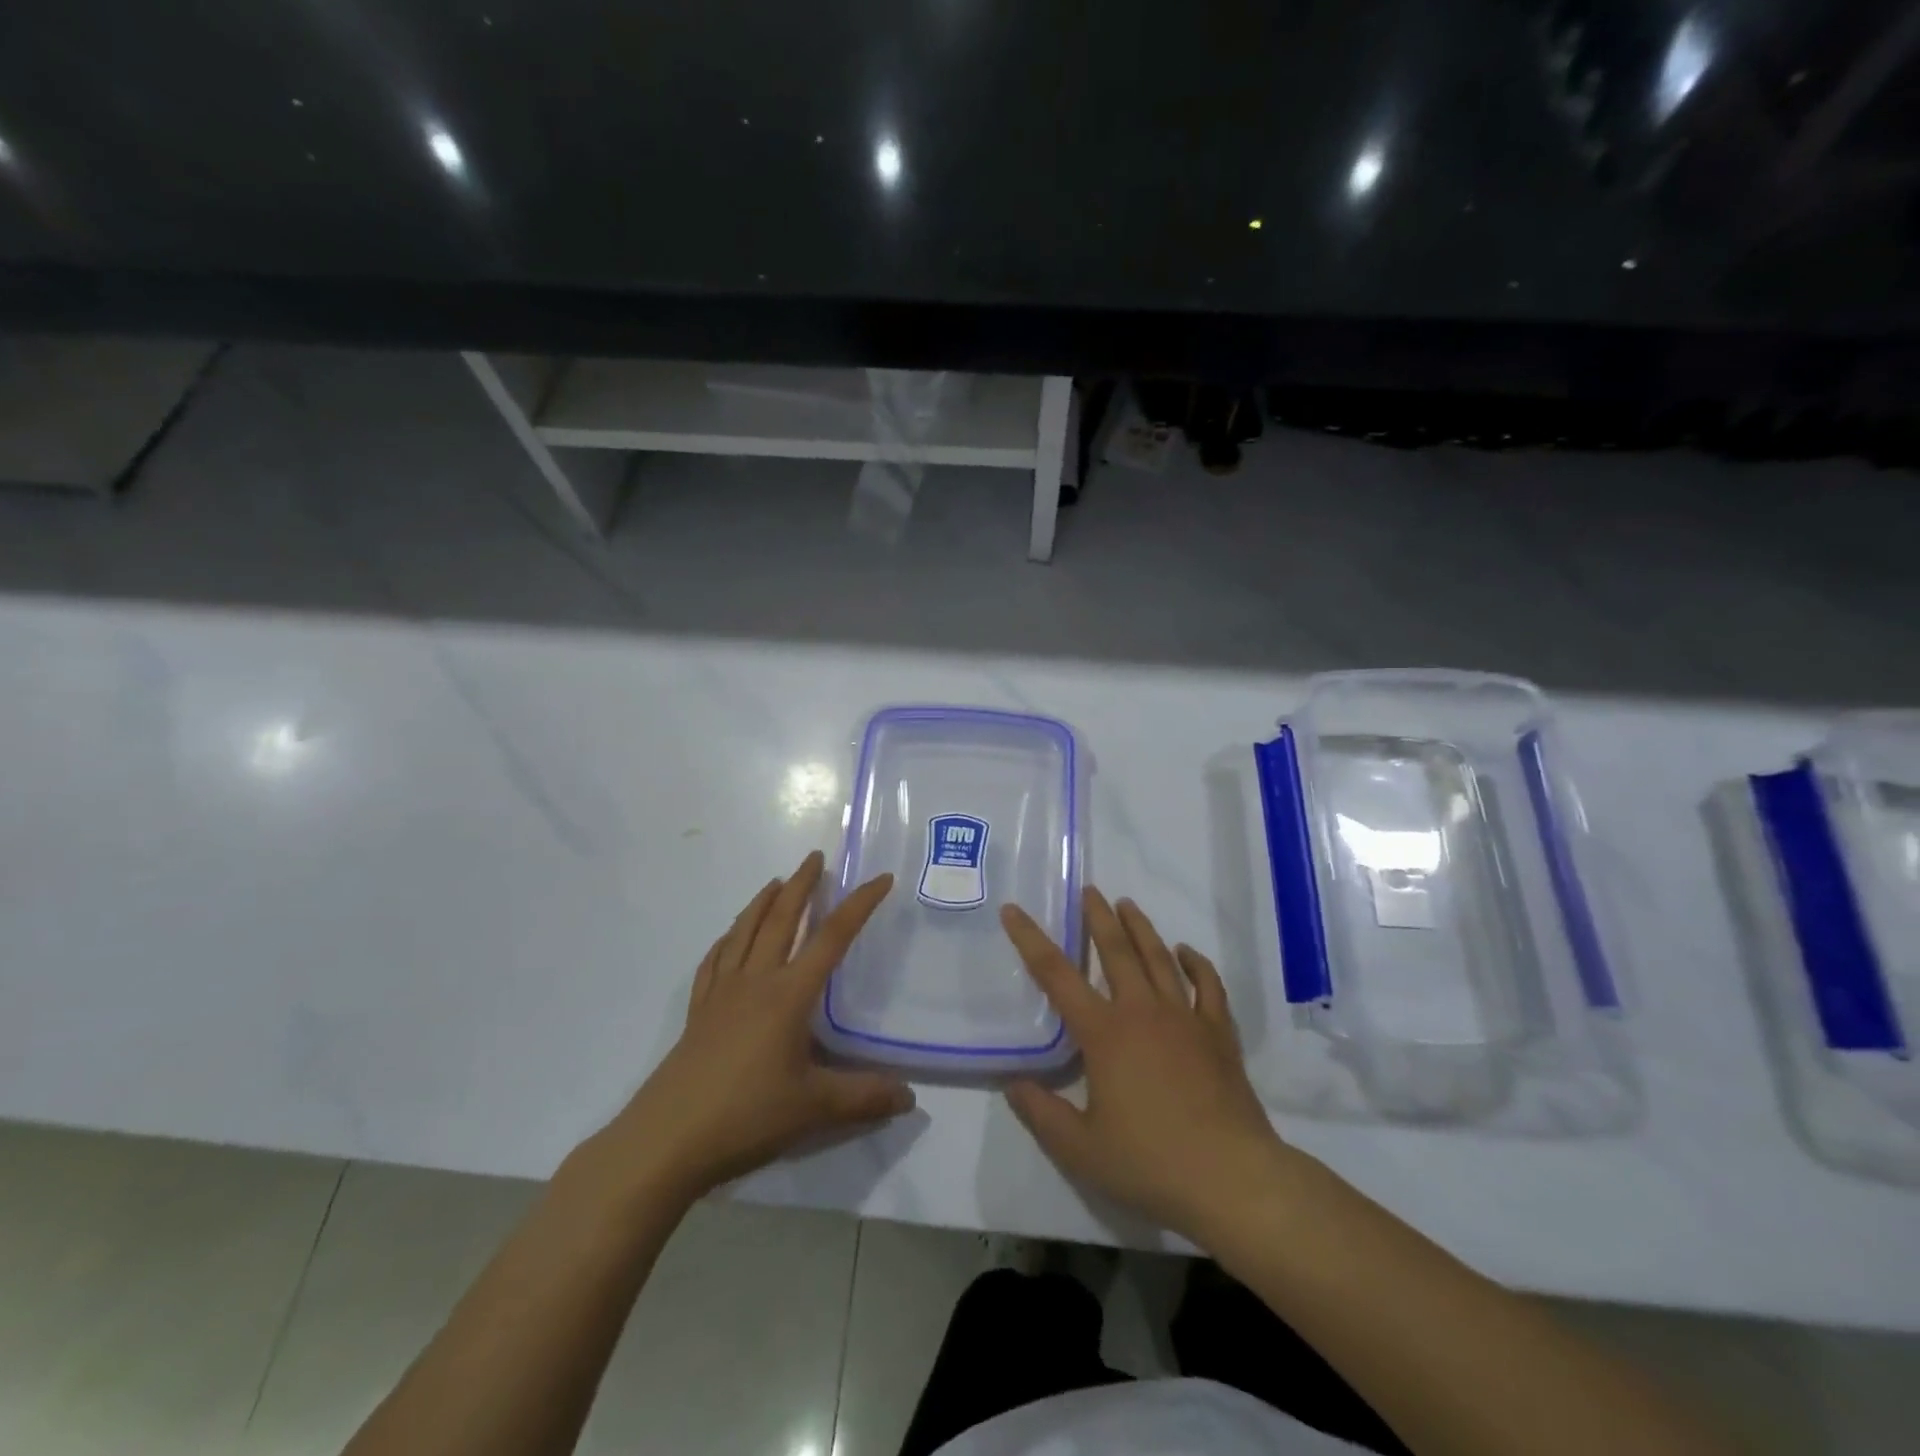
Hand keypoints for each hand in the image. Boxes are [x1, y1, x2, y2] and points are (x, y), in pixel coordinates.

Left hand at [598, 851, 913, 1204]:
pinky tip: (728, 937)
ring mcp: (721, 994)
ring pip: (744, 932)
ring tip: (776, 882)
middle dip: (801, 885)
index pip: (832, 938)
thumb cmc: (745, 1116)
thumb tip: (909, 1096)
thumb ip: (864, 1097)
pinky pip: (714, 961)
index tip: (880, 879)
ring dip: (762, 902)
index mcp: (788, 995)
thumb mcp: (814, 1109)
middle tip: (815, 857)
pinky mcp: (698, 1013)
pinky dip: (726, 939)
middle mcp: (755, 982)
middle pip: (780, 920)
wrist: (666, 1140)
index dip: (859, 905)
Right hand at [1001, 888, 1298, 1243]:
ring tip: (1127, 904)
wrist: (1231, 1177)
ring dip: (1141, 928)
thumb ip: (1041, 1114)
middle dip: (1098, 917)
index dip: (1031, 940)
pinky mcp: (1218, 1033)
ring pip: (1159, 958)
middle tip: (1089, 890)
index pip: (1056, 975)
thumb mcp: (1081, 1150)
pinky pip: (1207, 985)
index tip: (1015, 910)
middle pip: (1116, 950)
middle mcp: (1141, 1011)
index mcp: (1104, 1032)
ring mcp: (1184, 1018)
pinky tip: (1186, 952)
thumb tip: (1014, 1084)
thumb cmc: (1150, 1162)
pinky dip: (1196, 963)